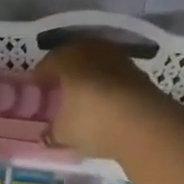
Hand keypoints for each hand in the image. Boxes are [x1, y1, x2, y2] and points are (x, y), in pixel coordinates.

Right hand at [31, 38, 176, 159]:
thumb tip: (47, 133)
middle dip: (64, 75)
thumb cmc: (94, 122)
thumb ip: (52, 131)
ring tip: (82, 100)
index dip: (40, 80)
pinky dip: (106, 87)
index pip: (47, 64)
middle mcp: (92, 50)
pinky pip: (113, 76)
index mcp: (67, 58)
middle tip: (58, 94)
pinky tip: (104, 105)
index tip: (37, 93)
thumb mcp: (63, 133)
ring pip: (95, 66)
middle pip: (72, 60)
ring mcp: (118, 59)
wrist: (147, 124)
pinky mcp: (139, 73)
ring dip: (88, 80)